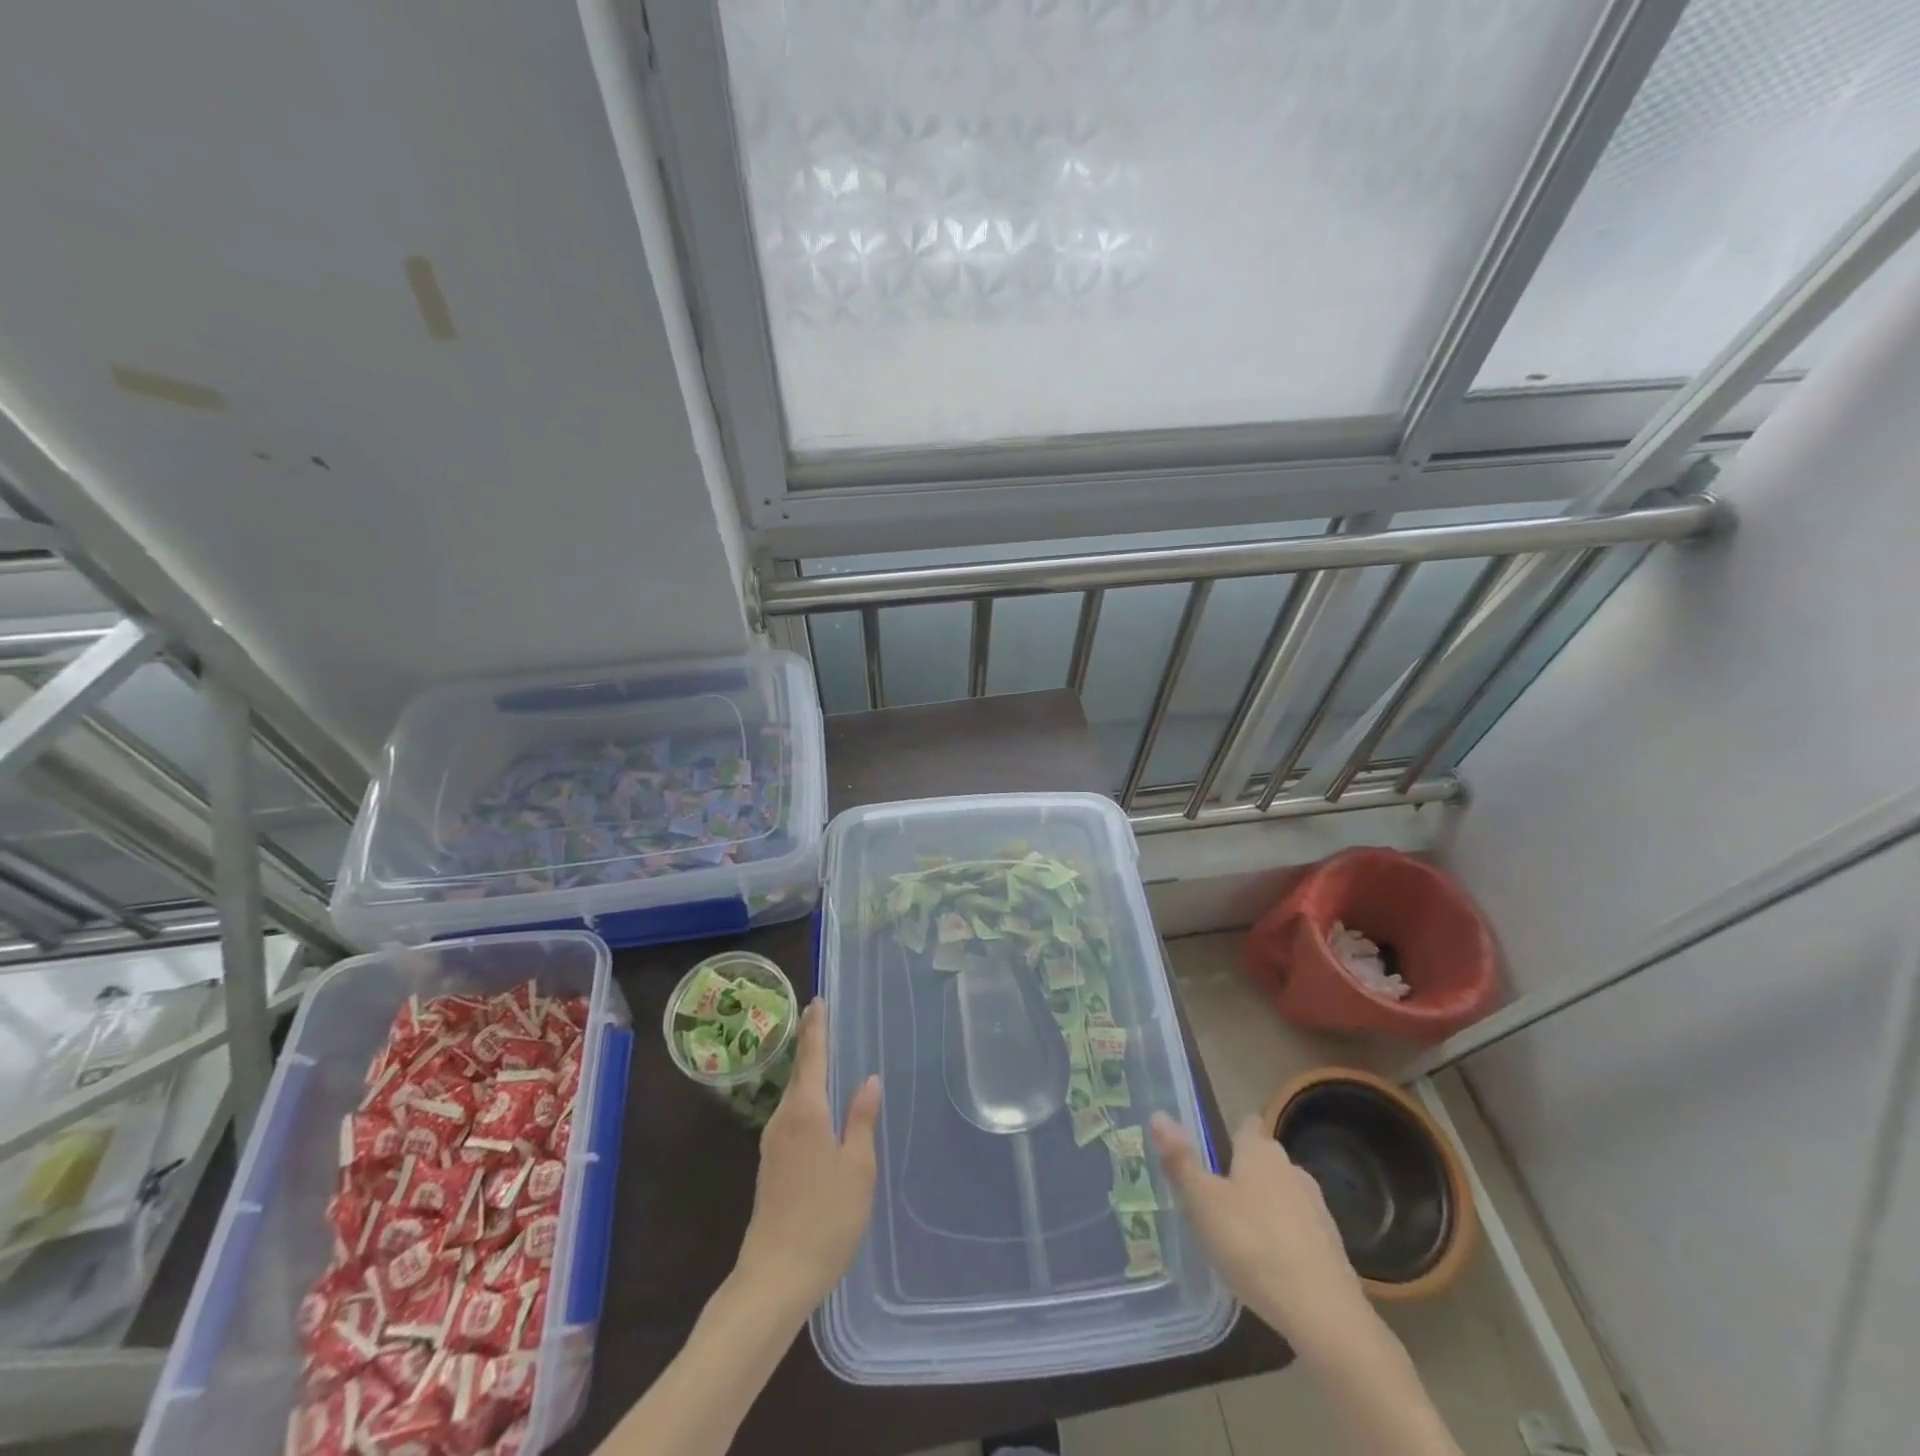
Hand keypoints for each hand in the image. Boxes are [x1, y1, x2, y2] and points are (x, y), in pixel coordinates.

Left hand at [733, 1001, 881, 1315]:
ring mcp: (772, 1145)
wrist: (775, 1278)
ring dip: (808, 1074)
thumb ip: (861, 1119)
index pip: (811, 1057)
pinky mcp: (770, 1167)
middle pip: (799, 1073)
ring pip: (793, 1097)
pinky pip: (791, 1118)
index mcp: (805, 1112)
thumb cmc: (825, 1219)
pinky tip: (820, 1111)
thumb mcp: (858, 1167)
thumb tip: (869, 1079)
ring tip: (827, 1059)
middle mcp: (783, 1120)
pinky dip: (806, 1101)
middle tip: (825, 1020)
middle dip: (810, 1045)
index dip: (816, 1027)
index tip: (817, 1000)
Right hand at [1150, 1111, 1369, 1350]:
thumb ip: (1180, 1160)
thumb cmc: (1252, 1245)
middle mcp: (1290, 1167)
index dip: (1231, 1134)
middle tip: (1216, 1200)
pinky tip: (1270, 1264)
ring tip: (1241, 1235)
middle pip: (1263, 1159)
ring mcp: (1316, 1206)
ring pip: (1283, 1193)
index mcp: (1259, 1151)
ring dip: (1265, 1206)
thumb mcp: (1203, 1202)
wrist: (1323, 1312)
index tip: (1213, 1154)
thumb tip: (1157, 1114)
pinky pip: (1300, 1227)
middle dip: (1244, 1173)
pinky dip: (1285, 1236)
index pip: (1246, 1125)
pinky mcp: (1332, 1243)